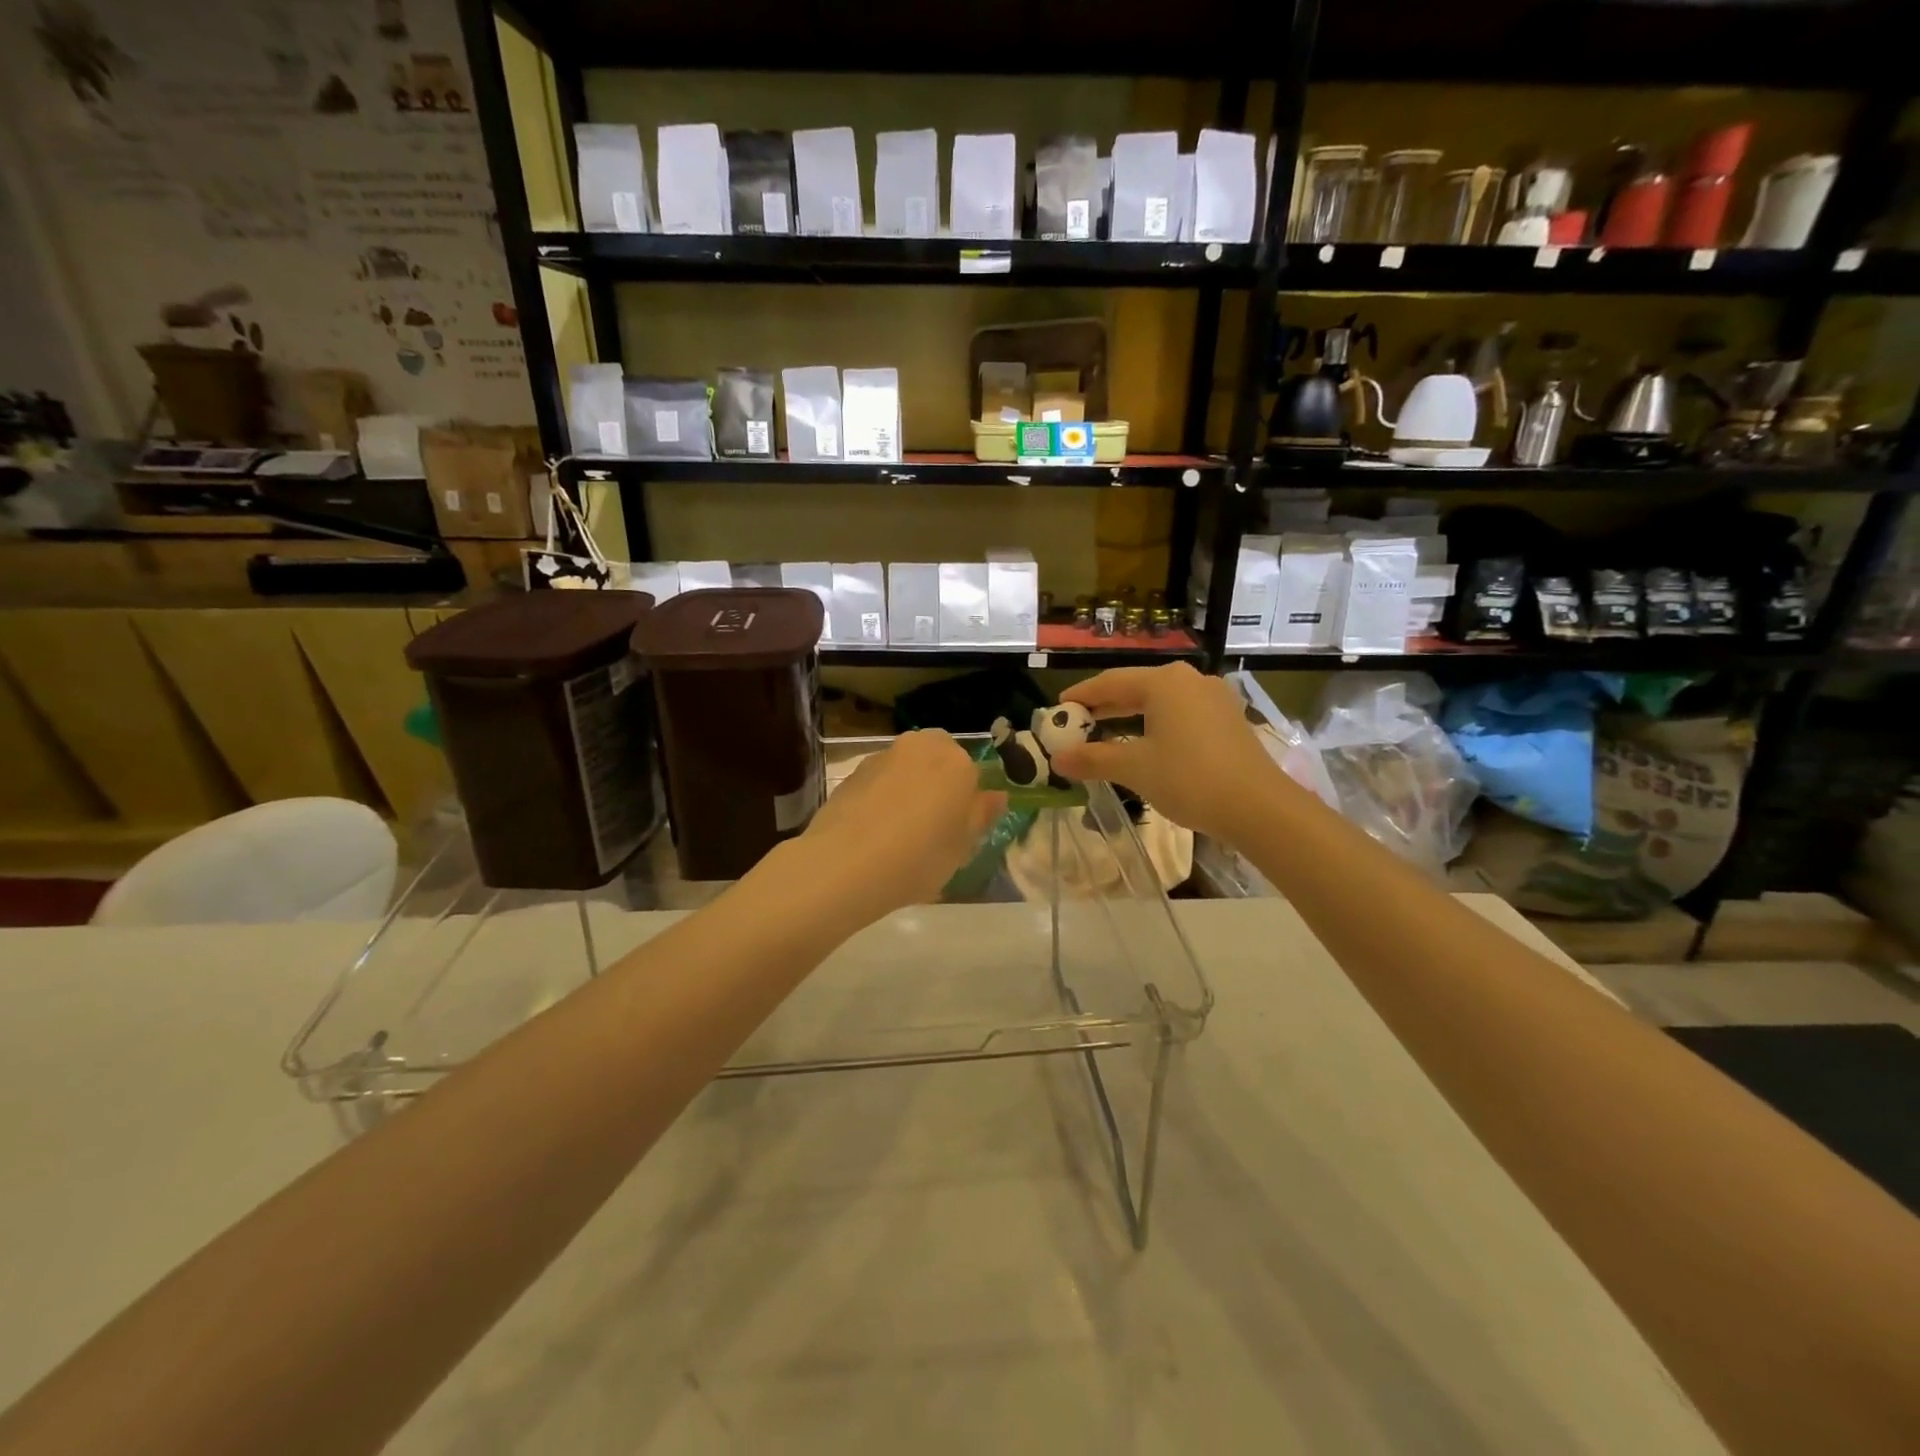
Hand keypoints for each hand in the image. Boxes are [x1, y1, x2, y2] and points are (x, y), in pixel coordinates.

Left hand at [799, 729, 1006, 918]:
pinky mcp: (852, 772)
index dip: (966, 801)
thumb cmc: (919, 857)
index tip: (958, 829)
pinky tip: (874, 832)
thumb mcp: (963, 847)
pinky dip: (881, 798)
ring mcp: (882, 756)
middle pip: (938, 760)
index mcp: (957, 761)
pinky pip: (878, 782)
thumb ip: (981, 815)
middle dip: (937, 784)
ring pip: (906, 768)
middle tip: (932, 826)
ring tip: (899, 833)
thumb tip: (996, 795)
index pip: (972, 772)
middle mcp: (920, 746)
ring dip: (907, 789)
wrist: (845, 864)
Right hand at [1050, 663, 1286, 839]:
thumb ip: (1093, 759)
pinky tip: (1145, 744)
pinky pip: (1181, 714)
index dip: (1081, 696)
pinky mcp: (1228, 720)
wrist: (1258, 807)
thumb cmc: (1189, 778)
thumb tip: (1057, 759)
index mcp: (1164, 682)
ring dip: (1130, 717)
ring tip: (1105, 732)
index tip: (1057, 709)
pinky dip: (1156, 725)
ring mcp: (1214, 699)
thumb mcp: (1134, 768)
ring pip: (1160, 702)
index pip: (1110, 682)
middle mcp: (1190, 680)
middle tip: (1075, 723)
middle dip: (1104, 706)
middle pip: (1136, 688)